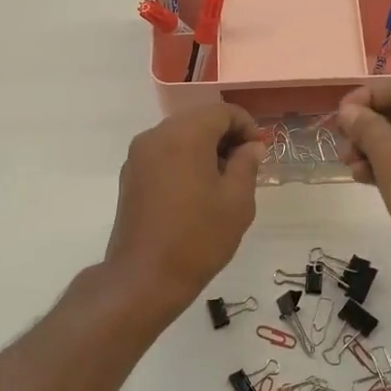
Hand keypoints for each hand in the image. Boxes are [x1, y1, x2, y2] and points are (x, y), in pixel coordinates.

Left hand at [104, 103, 266, 308]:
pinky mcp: (130, 176)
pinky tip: (197, 191)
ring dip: (205, 149)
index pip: (222, 112)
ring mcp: (138, 156)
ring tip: (223, 182)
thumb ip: (247, 164)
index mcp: (184, 135)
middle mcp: (156, 135)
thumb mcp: (237, 201)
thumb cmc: (198, 238)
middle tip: (246, 166)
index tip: (260, 153)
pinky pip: (163, 154)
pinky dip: (184, 160)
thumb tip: (250, 147)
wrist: (144, 278)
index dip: (247, 127)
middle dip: (226, 136)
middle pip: (199, 120)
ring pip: (180, 136)